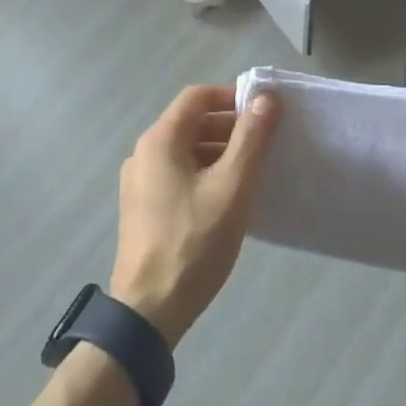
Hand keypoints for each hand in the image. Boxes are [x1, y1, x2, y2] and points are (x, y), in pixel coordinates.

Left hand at [108, 85, 279, 347]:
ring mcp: (139, 182)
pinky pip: (177, 175)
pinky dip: (204, 174)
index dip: (231, 97)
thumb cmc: (193, 242)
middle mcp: (143, 152)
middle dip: (229, 127)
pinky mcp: (142, 207)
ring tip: (253, 173)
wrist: (148, 309)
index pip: (197, 97)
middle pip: (190, 123)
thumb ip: (251, 139)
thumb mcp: (231, 188)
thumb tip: (266, 98)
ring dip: (218, 153)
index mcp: (160, 139)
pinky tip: (227, 199)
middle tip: (266, 145)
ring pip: (184, 151)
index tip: (264, 113)